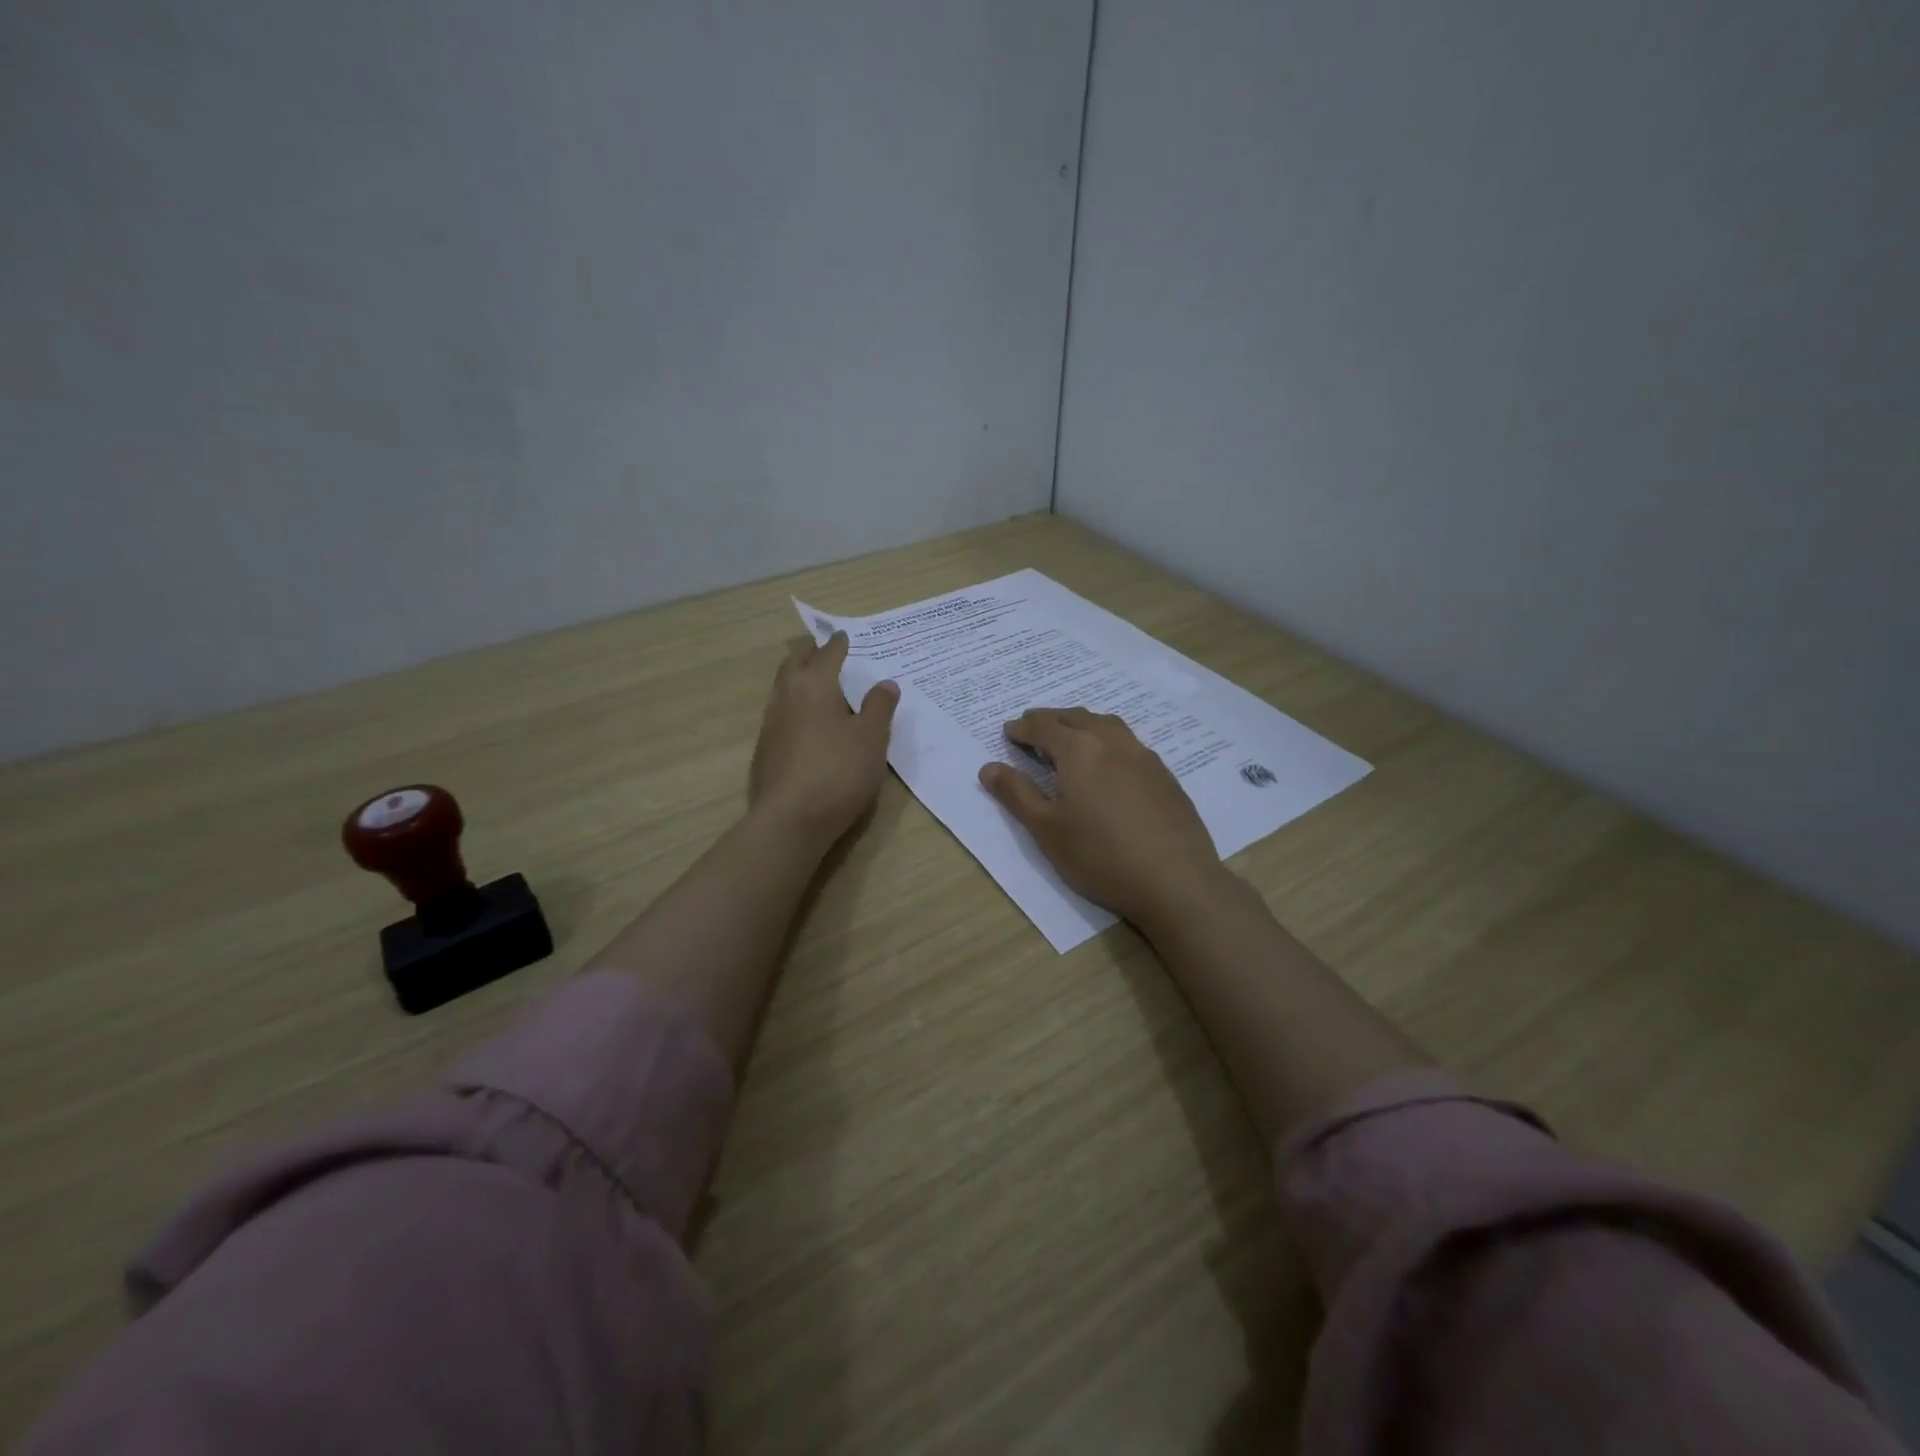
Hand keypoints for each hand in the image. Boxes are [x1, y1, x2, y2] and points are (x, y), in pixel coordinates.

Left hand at [749, 632, 898, 847]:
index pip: (828, 653)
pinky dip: (796, 708)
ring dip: (800, 679)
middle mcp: (786, 695)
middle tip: (825, 650)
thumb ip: (879, 707)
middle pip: (795, 663)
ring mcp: (771, 723)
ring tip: (819, 685)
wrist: (791, 819)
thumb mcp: (871, 738)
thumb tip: (885, 683)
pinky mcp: (765, 750)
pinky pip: (782, 715)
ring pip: (784, 688)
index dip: (839, 643)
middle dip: (810, 653)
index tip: (845, 636)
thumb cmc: (838, 770)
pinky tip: (808, 724)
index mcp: (814, 684)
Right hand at [977, 707, 1227, 929]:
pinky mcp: (1165, 776)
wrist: (1176, 881)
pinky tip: (1110, 763)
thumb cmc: (1100, 856)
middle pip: (1076, 717)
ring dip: (1082, 723)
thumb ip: (1016, 794)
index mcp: (1079, 750)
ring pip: (1107, 725)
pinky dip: (1109, 741)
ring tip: (1071, 737)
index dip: (1022, 727)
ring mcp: (1144, 757)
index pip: (1044, 726)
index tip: (1009, 731)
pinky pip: (1130, 743)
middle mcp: (1112, 742)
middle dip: (1051, 719)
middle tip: (1034, 727)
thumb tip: (988, 767)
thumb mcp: (1046, 829)